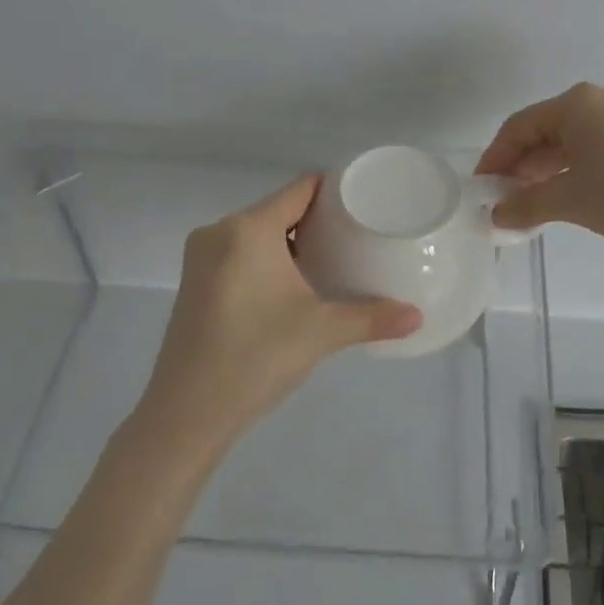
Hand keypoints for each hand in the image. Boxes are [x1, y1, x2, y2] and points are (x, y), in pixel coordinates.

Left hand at [138, 174, 422, 449]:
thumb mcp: (321, 332)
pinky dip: (268, 258)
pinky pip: (240, 252)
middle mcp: (219, 232)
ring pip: (258, 233)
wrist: (186, 415)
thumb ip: (372, 318)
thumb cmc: (255, 357)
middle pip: (279, 209)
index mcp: (247, 229)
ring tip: (334, 257)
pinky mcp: (194, 282)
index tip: (366, 199)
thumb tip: (418, 317)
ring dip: (292, 241)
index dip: (335, 189)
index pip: (300, 189)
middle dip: (317, 219)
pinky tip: (294, 283)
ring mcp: (201, 258)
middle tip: (358, 234)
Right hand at [475, 83, 603, 248]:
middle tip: (503, 199)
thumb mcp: (569, 201)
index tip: (481, 188)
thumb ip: (526, 205)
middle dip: (519, 165)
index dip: (495, 158)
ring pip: (567, 140)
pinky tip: (562, 193)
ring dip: (543, 169)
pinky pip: (590, 146)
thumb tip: (496, 214)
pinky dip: (570, 168)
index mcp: (575, 104)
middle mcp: (597, 100)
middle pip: (542, 130)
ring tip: (528, 202)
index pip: (519, 127)